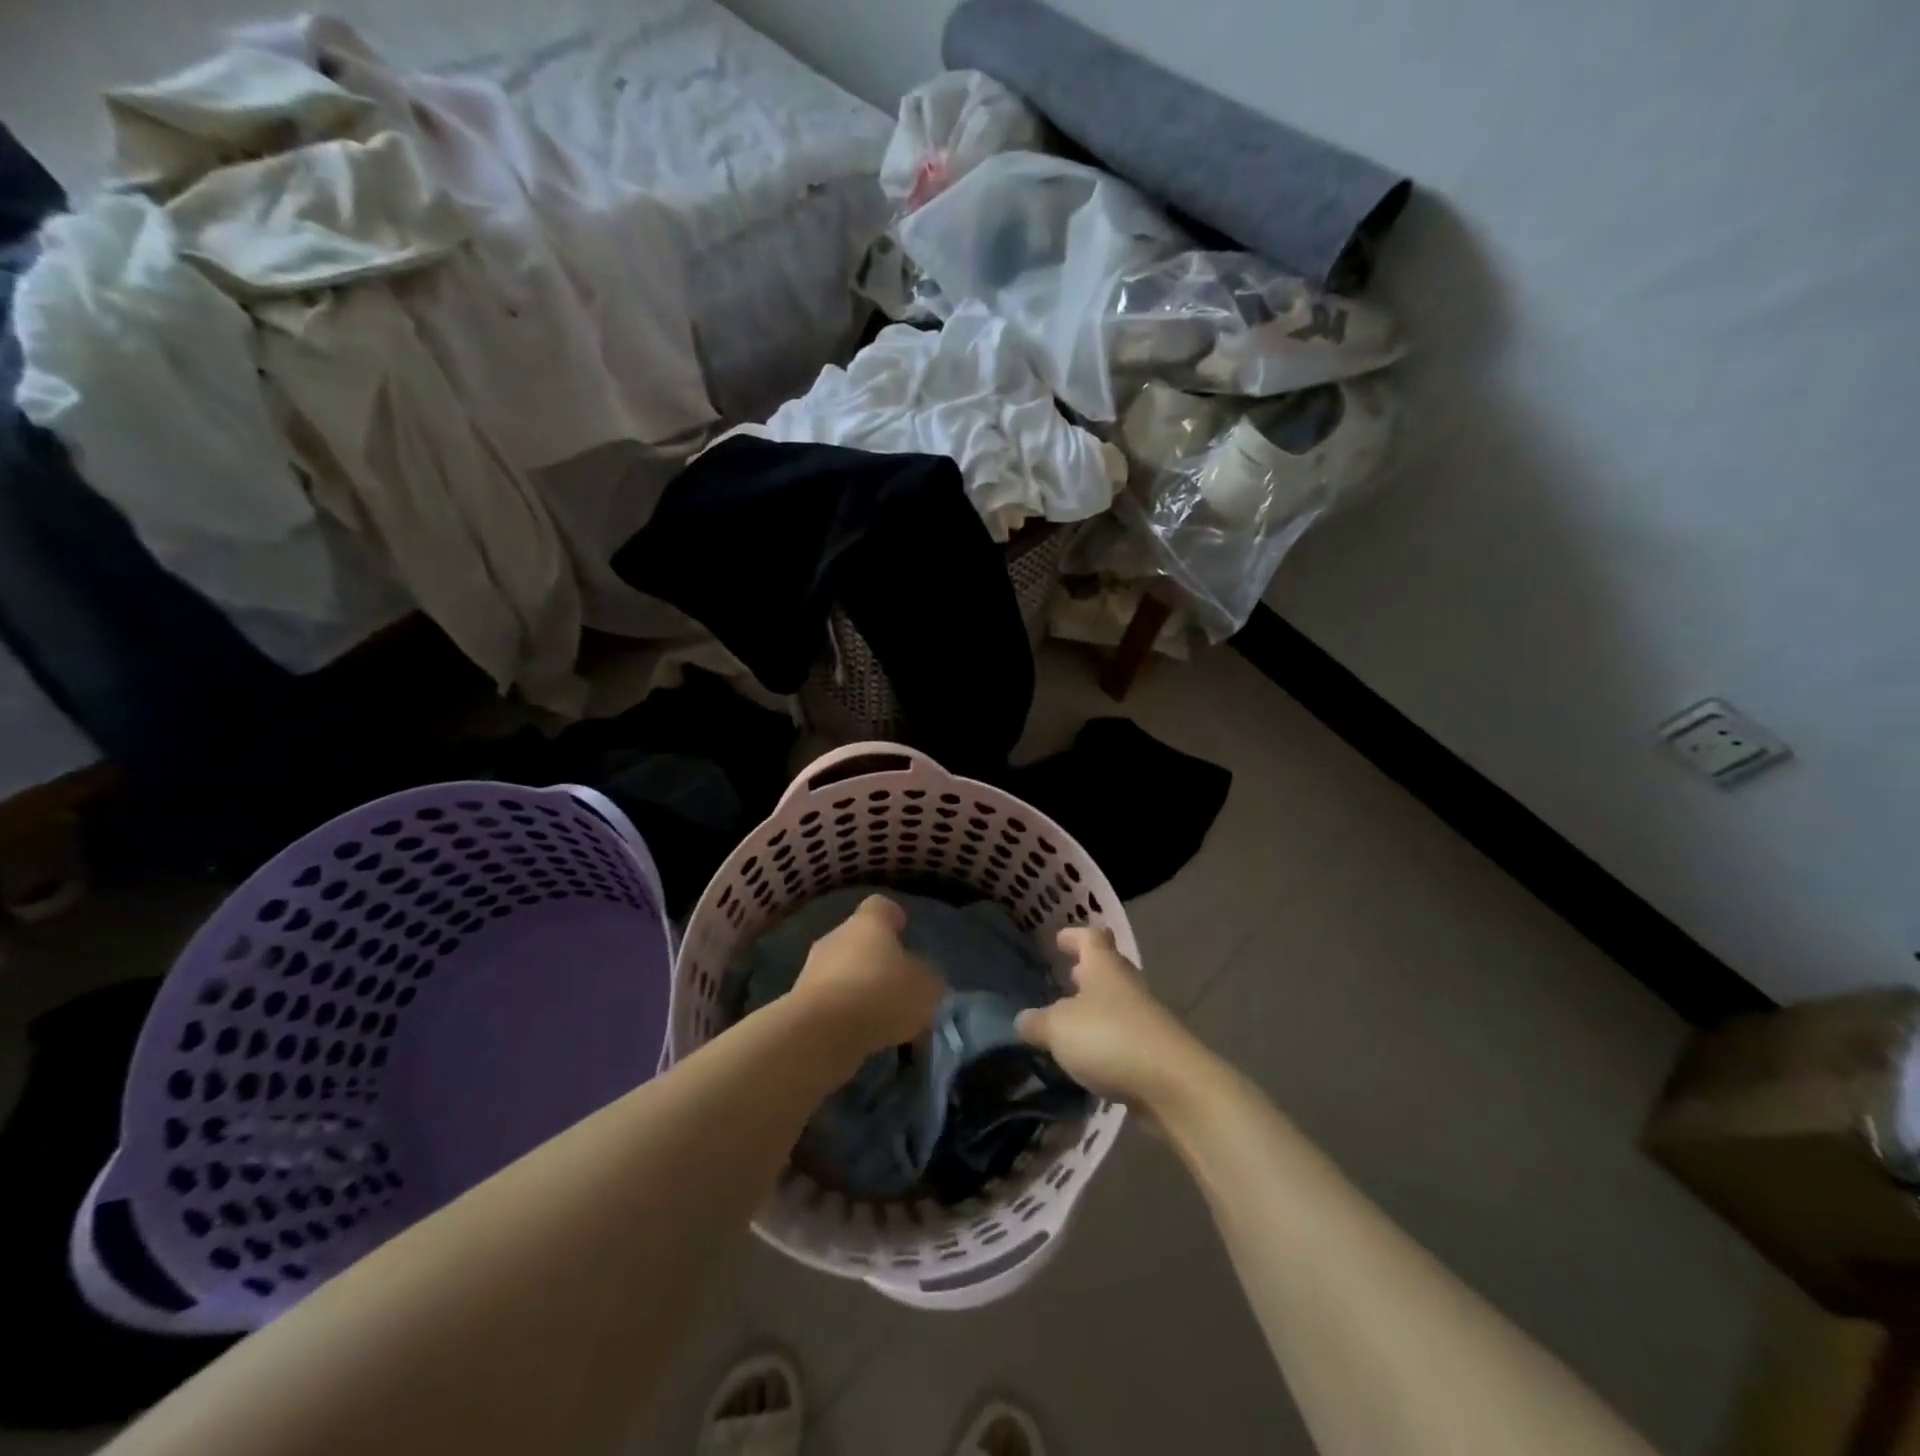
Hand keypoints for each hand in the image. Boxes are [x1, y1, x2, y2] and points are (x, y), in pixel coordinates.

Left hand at [793, 895, 943, 1062]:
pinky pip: (830, 1002)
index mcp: (868, 922)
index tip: (905, 932)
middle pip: (860, 940)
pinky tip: (862, 1038)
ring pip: (844, 973)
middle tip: (900, 987)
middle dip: (878, 961)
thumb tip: (923, 978)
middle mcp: (837, 937)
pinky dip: (845, 1016)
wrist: (820, 1033)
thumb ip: (928, 979)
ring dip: (861, 990)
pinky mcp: (800, 1003)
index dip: (894, 918)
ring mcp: (813, 969)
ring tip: (884, 1020)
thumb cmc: (881, 994)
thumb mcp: (926, 987)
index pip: (881, 906)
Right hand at [1017, 927, 1206, 1105]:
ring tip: (1070, 1021)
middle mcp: (1126, 985)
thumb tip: (1022, 1020)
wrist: (1173, 1084)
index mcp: (1104, 967)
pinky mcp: (1153, 1050)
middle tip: (1064, 977)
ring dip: (1095, 1007)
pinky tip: (1089, 1057)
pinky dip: (1106, 1039)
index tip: (1058, 939)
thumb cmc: (1109, 1038)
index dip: (1073, 936)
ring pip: (1116, 1002)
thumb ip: (1037, 1023)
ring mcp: (1144, 1017)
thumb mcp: (1058, 1029)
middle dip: (1086, 971)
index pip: (1089, 937)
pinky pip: (1124, 1035)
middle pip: (1107, 968)